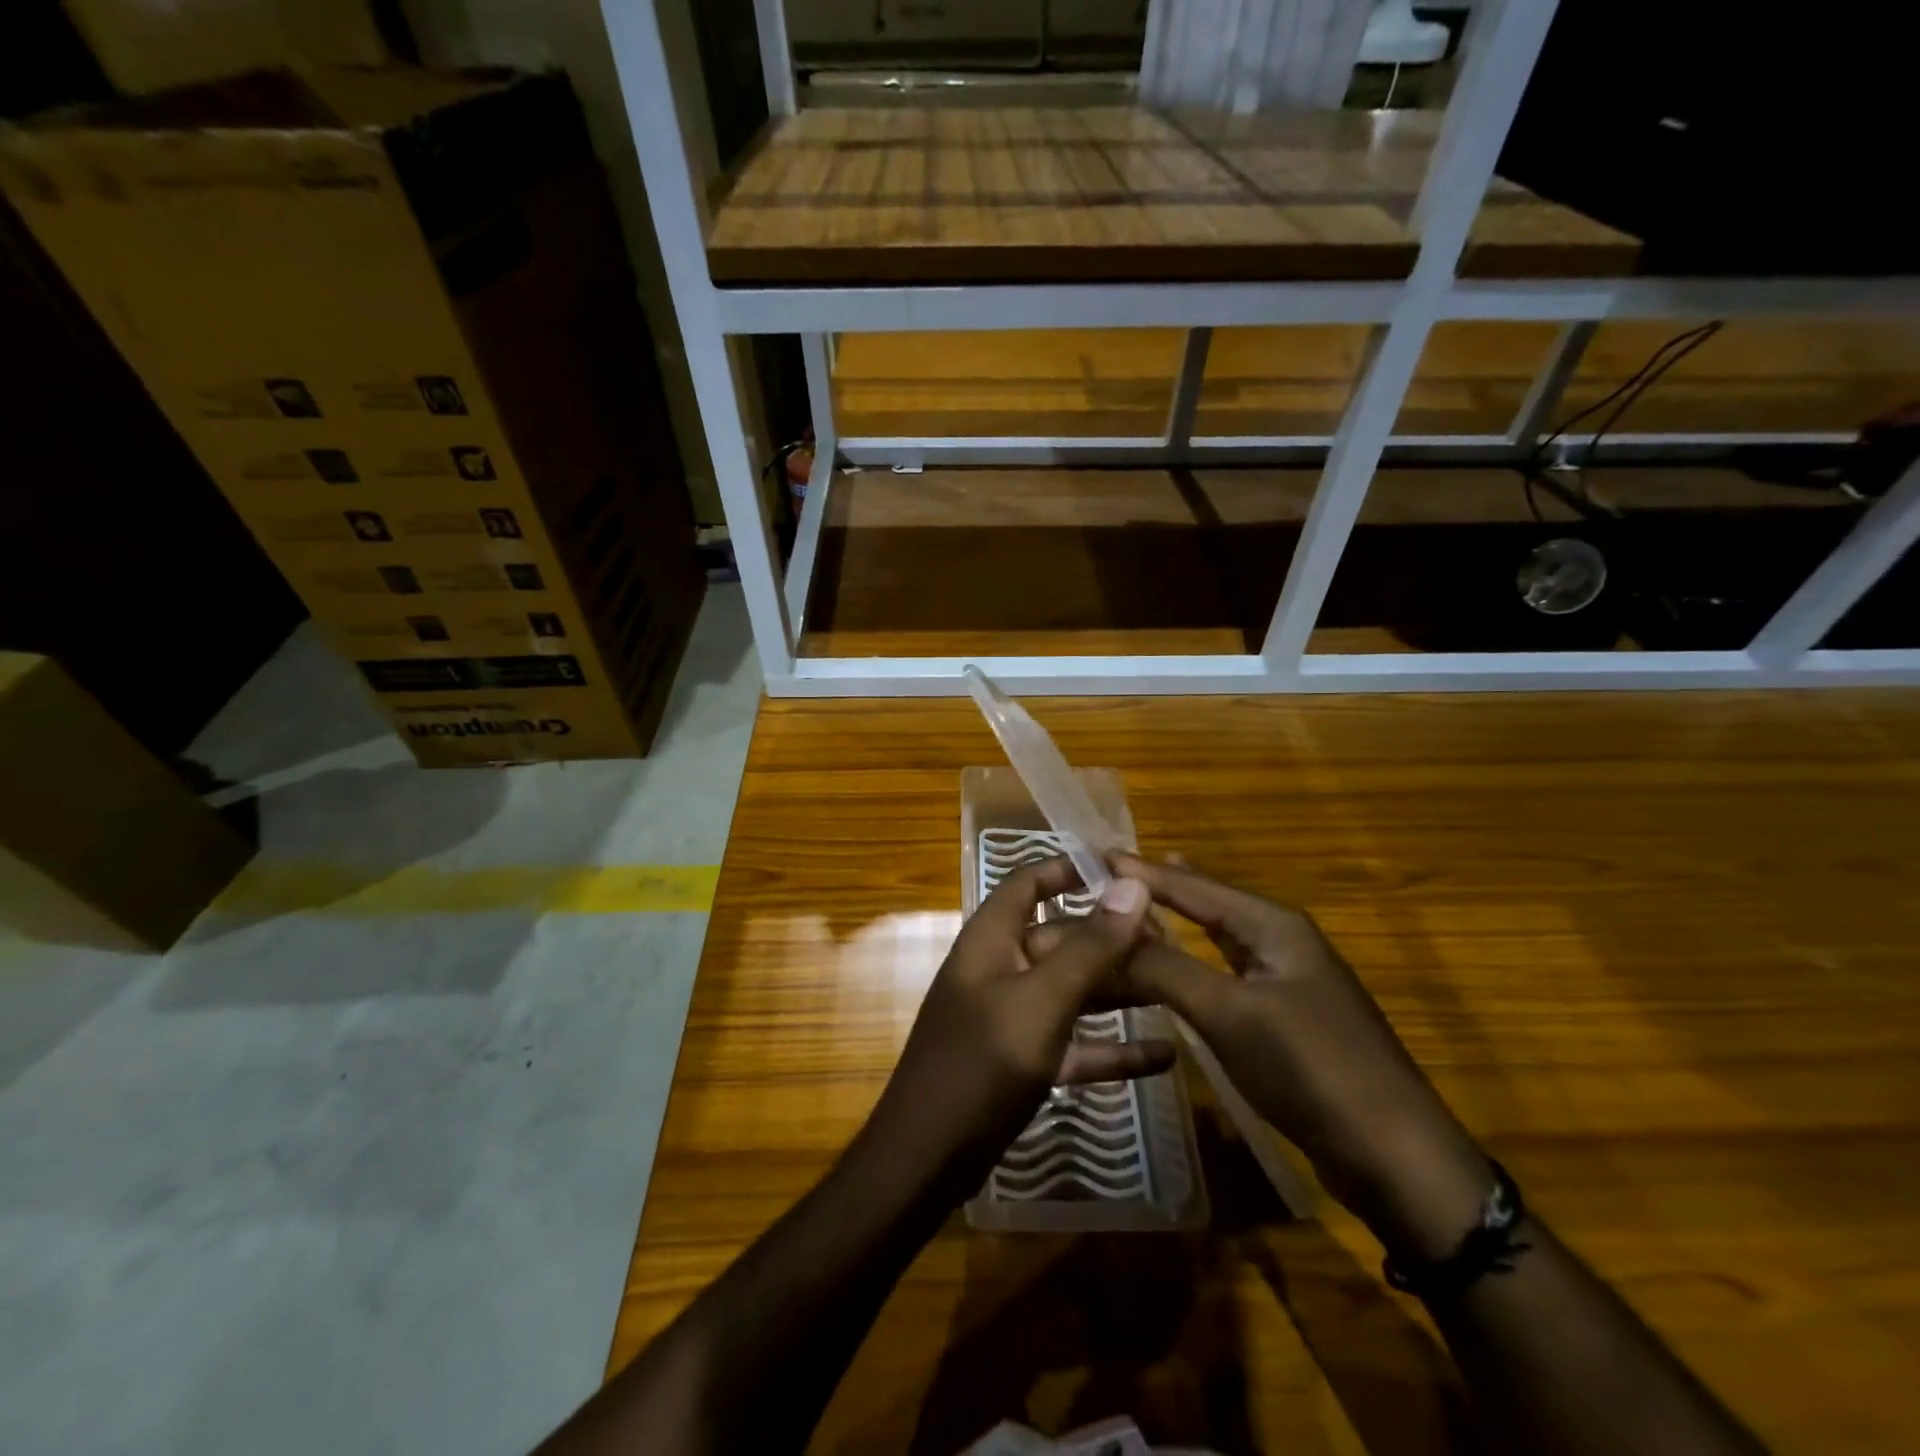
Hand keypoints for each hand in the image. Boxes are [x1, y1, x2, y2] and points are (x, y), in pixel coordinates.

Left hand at [859, 858, 1174, 1201]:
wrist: (927, 1159)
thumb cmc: (981, 1064)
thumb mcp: (1042, 1001)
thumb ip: (1090, 946)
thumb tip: (1132, 886)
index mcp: (992, 939)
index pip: (1030, 883)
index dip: (1071, 868)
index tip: (1124, 868)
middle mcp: (1001, 968)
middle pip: (1062, 938)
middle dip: (1113, 939)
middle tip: (1174, 941)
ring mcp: (1010, 1016)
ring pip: (1072, 990)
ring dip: (1119, 991)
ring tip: (1178, 989)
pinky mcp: (1022, 1061)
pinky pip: (1073, 1042)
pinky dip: (1111, 1047)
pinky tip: (1163, 1057)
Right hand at [1112, 853, 1493, 1260]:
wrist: (1396, 1155)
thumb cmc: (1309, 1068)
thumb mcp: (1228, 1013)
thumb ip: (1164, 968)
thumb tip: (1105, 929)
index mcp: (1272, 925)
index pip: (1193, 886)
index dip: (1143, 871)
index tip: (1095, 855)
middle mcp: (1283, 940)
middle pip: (1210, 902)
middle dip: (1163, 887)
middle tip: (1114, 872)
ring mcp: (1290, 979)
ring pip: (1221, 936)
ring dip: (1181, 919)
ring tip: (1146, 899)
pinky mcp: (1288, 1017)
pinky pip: (1228, 972)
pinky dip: (1196, 959)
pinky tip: (1185, 965)